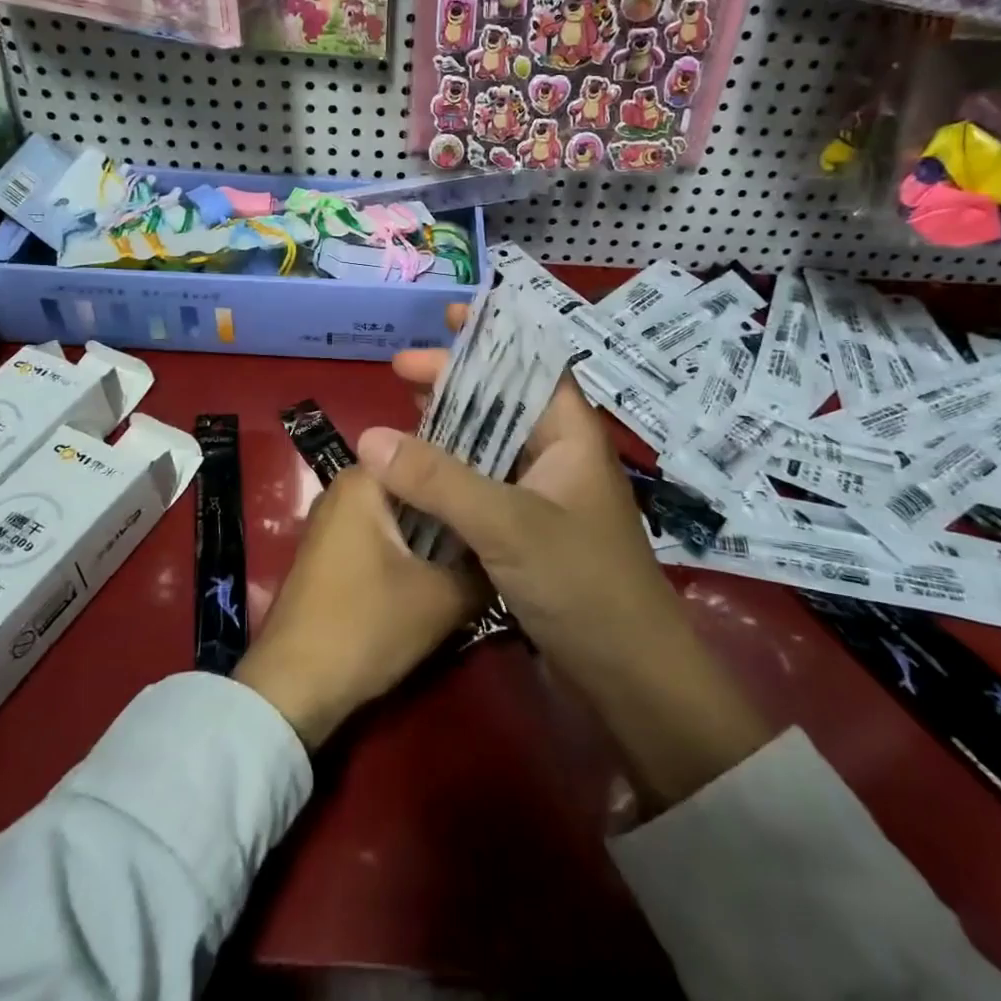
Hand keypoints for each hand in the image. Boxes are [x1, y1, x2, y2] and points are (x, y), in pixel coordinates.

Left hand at [234, 466, 487, 751]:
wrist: (293, 688)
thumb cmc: (366, 627)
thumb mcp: (442, 600)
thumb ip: (482, 569)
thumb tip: (509, 555)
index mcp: (363, 480)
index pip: (431, 457)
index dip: (472, 475)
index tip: (505, 495)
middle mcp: (343, 489)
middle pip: (415, 486)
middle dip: (454, 508)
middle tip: (500, 527)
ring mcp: (333, 521)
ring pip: (401, 514)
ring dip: (435, 533)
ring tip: (481, 548)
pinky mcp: (331, 553)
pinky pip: (383, 535)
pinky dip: (411, 549)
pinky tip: (442, 571)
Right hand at [355, 363, 672, 689]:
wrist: (630, 680)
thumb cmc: (582, 584)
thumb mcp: (507, 523)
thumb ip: (438, 479)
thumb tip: (369, 437)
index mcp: (570, 435)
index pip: (531, 364)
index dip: (492, 336)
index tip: (445, 319)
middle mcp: (559, 456)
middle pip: (503, 400)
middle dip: (456, 380)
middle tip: (400, 370)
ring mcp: (544, 496)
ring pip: (490, 444)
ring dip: (450, 425)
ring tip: (403, 407)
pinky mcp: (529, 532)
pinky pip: (484, 485)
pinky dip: (451, 471)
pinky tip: (418, 472)